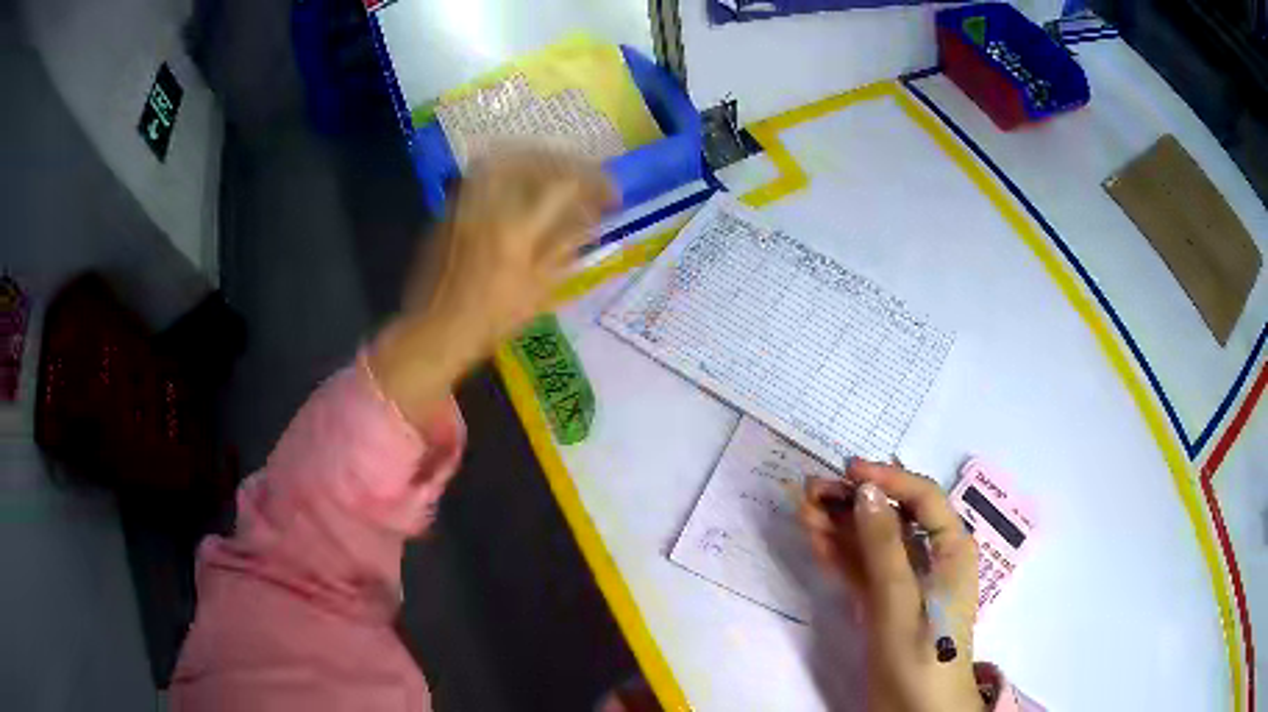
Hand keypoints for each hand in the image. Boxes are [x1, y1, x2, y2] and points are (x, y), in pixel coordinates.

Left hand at [370, 150, 613, 425]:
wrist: (436, 330)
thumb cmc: (491, 321)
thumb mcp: (539, 290)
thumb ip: (565, 246)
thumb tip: (590, 217)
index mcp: (517, 232)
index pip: (564, 185)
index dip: (595, 182)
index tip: (611, 194)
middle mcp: (490, 208)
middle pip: (532, 160)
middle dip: (565, 162)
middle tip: (582, 175)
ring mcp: (465, 205)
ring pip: (502, 160)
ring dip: (533, 158)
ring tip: (552, 171)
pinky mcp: (449, 210)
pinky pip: (481, 175)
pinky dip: (507, 170)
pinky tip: (519, 183)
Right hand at [802, 460, 982, 711]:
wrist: (915, 710)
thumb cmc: (921, 653)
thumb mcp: (901, 599)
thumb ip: (884, 546)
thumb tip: (865, 491)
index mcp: (951, 548)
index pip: (922, 498)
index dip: (887, 479)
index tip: (847, 471)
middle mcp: (931, 556)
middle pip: (892, 518)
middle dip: (855, 502)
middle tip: (811, 490)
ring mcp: (905, 580)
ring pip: (872, 542)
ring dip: (840, 525)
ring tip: (803, 510)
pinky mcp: (884, 601)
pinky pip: (862, 568)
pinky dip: (840, 554)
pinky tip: (815, 539)